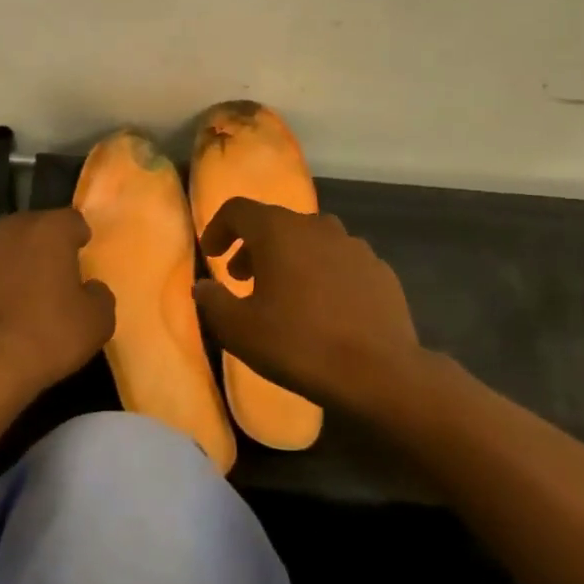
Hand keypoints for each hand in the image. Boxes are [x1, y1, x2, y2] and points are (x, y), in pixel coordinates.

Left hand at [0, 208, 115, 407]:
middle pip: (31, 229)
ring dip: (8, 264)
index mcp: (47, 231)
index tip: (82, 256)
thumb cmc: (48, 337)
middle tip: (51, 277)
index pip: (71, 220)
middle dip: (41, 247)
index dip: (78, 237)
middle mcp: (7, 230)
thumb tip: (89, 288)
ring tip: (16, 297)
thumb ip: (99, 294)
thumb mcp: (98, 321)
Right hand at [193, 198, 429, 418]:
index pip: (238, 209)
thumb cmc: (298, 344)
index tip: (211, 254)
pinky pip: (339, 262)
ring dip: (289, 259)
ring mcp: (354, 247)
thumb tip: (203, 286)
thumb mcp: (237, 329)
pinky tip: (322, 309)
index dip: (218, 228)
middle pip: (276, 224)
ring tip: (283, 294)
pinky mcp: (380, 271)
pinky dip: (322, 275)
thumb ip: (212, 301)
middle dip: (253, 247)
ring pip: (310, 241)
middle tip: (241, 279)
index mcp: (279, 231)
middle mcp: (317, 227)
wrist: (379, 374)